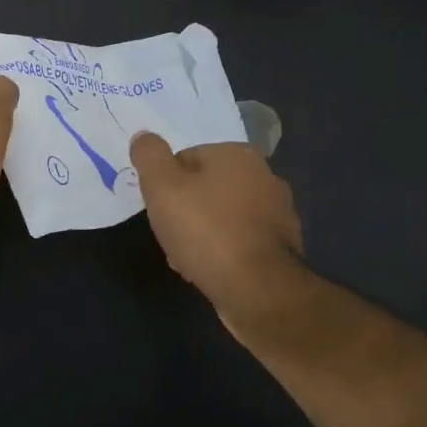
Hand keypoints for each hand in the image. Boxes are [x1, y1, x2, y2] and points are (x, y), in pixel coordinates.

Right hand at [129, 134, 304, 338]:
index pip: (187, 158)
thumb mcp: (162, 186)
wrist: (257, 290)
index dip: (166, 183)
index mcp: (238, 155)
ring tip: (185, 258)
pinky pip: (239, 243)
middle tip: (170, 234)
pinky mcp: (282, 248)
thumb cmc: (206, 230)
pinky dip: (222, 253)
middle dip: (184, 210)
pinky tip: (208, 271)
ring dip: (201, 234)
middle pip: (205, 188)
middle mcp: (265, 177)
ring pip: (222, 217)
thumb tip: (144, 137)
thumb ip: (149, 156)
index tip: (159, 208)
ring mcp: (278, 214)